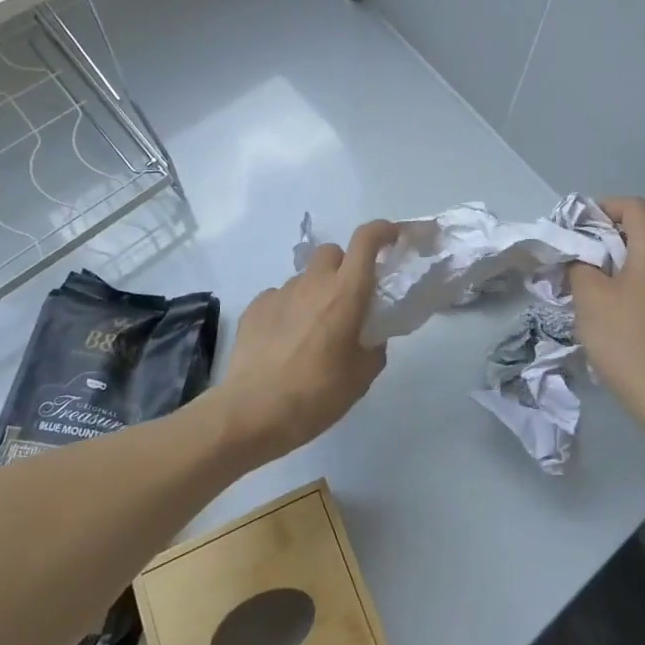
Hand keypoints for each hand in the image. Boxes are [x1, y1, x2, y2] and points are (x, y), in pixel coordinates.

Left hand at [215, 220, 398, 462]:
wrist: (252, 413)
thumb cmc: (316, 395)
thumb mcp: (361, 377)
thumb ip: (373, 348)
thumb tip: (369, 338)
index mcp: (345, 293)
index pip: (366, 240)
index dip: (383, 231)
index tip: (393, 237)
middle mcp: (312, 284)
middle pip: (332, 252)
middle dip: (344, 266)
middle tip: (349, 299)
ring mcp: (280, 293)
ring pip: (305, 278)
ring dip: (316, 293)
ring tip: (313, 332)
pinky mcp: (255, 308)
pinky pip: (280, 297)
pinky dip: (289, 310)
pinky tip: (285, 342)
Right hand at [569, 196, 644, 435]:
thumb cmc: (625, 340)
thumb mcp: (589, 298)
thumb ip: (579, 265)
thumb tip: (581, 258)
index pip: (634, 207)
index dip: (605, 207)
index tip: (579, 227)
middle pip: (641, 234)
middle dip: (605, 239)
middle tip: (576, 259)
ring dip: (616, 266)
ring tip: (589, 288)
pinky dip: (630, 287)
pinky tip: (611, 314)